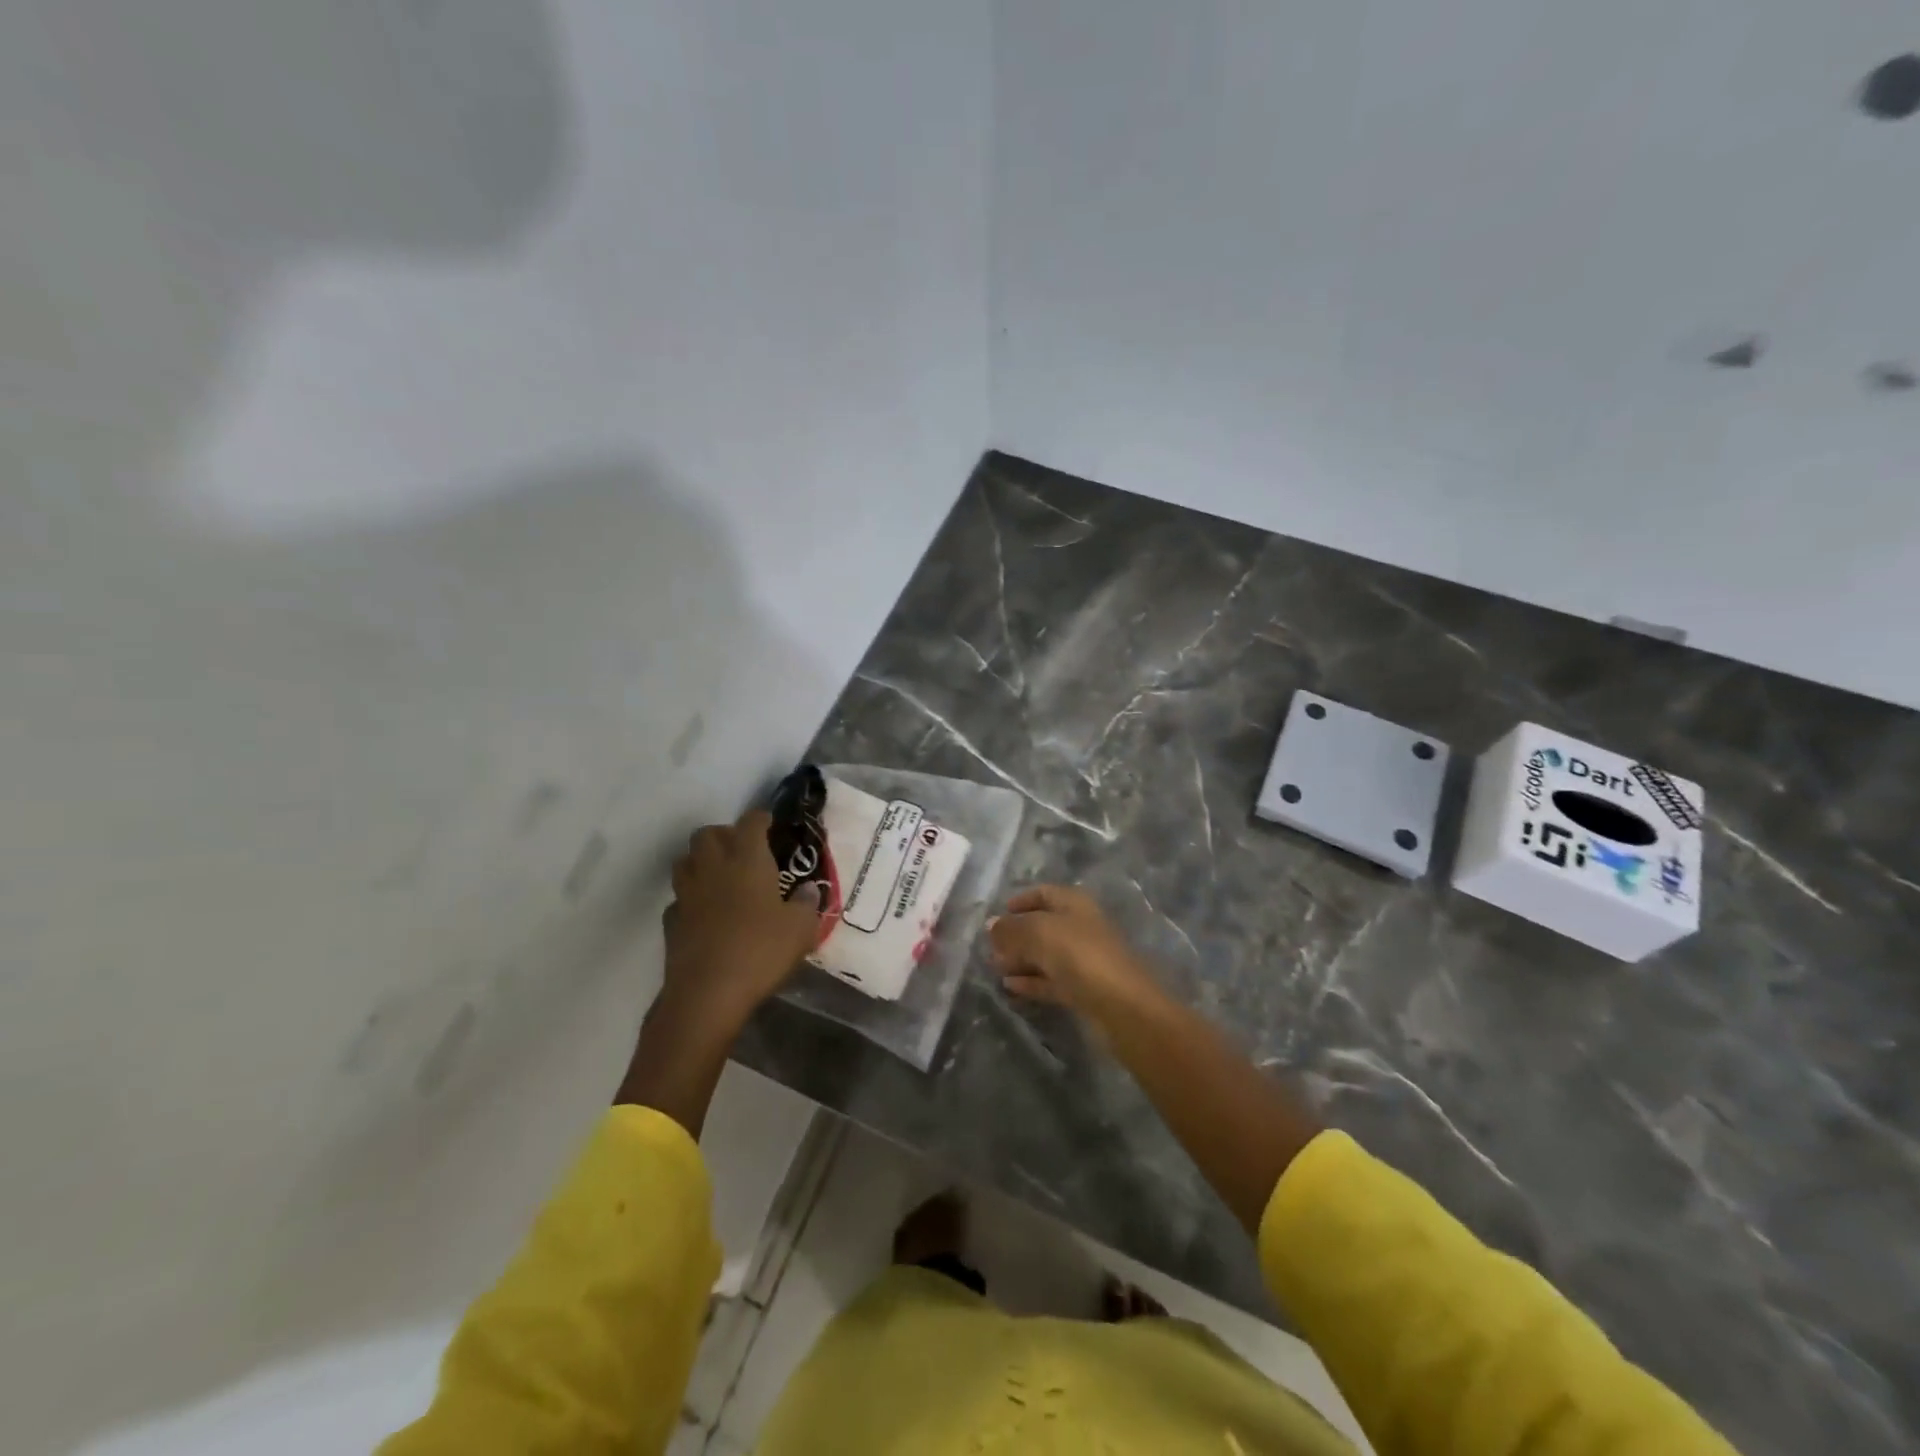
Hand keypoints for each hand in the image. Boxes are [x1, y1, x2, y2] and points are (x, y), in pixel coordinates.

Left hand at [661, 808, 821, 1032]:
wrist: (708, 993)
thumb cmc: (761, 951)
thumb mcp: (801, 928)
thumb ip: (807, 904)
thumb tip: (807, 890)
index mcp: (747, 860)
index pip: (750, 822)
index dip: (760, 818)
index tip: (770, 823)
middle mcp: (713, 868)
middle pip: (707, 834)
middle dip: (724, 834)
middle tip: (743, 850)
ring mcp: (687, 894)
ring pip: (685, 861)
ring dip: (701, 861)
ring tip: (721, 876)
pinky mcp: (671, 922)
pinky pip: (678, 899)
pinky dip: (690, 899)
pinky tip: (704, 913)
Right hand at [988, 885, 1157, 1021]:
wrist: (1122, 1005)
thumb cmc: (1079, 955)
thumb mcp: (1038, 933)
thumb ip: (1010, 928)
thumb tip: (991, 925)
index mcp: (1074, 904)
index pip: (1044, 893)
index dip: (1021, 901)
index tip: (997, 914)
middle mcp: (1080, 927)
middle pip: (1043, 925)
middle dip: (1016, 935)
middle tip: (989, 947)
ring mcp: (1084, 959)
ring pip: (1046, 955)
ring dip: (1020, 960)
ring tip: (994, 968)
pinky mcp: (1084, 989)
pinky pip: (1051, 980)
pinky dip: (1031, 981)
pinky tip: (1010, 987)